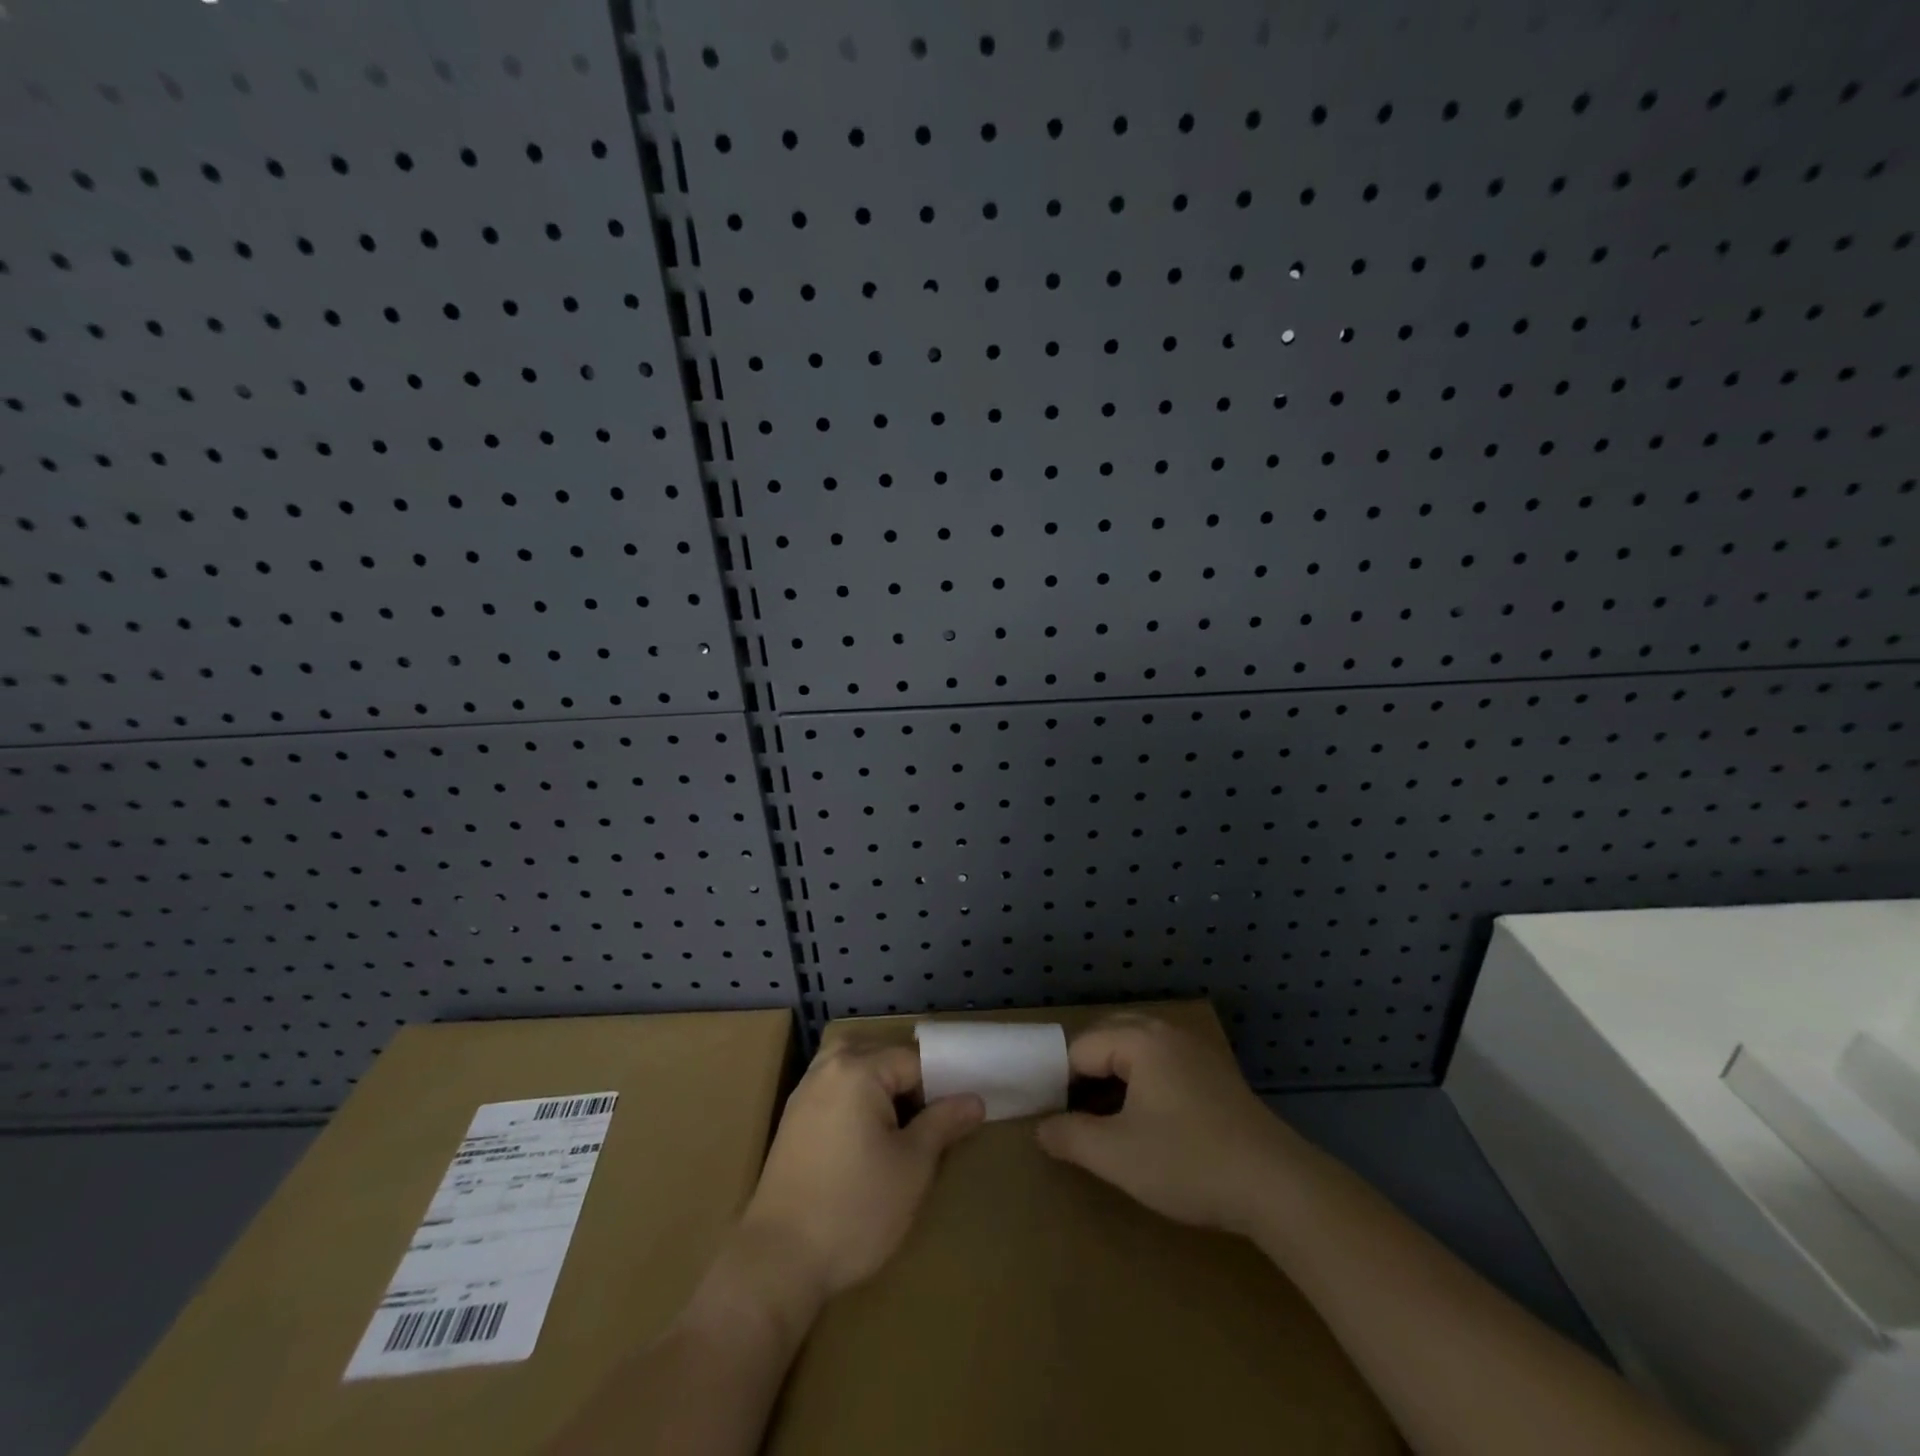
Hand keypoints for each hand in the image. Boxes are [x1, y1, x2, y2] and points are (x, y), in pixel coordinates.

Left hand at [735, 1044, 983, 1314]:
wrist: (778, 1261)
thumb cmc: (855, 1209)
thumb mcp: (912, 1167)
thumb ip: (943, 1123)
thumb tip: (975, 1099)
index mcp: (858, 1068)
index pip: (915, 1061)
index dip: (941, 1087)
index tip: (956, 1119)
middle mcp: (828, 1067)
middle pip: (882, 1055)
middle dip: (910, 1082)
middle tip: (930, 1122)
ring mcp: (805, 1091)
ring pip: (856, 1069)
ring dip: (881, 1088)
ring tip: (901, 1128)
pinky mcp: (794, 1118)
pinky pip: (835, 1088)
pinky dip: (857, 1099)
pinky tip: (868, 1138)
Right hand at [1036, 1015, 1296, 1235]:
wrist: (1278, 1186)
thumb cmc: (1189, 1163)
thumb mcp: (1118, 1156)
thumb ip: (1070, 1137)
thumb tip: (1041, 1128)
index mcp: (1140, 1040)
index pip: (1080, 1048)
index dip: (1060, 1082)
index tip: (1055, 1119)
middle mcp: (1166, 1032)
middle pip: (1108, 1036)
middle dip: (1085, 1070)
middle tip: (1073, 1113)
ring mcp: (1196, 1049)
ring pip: (1137, 1047)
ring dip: (1114, 1074)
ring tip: (1103, 1116)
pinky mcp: (1215, 1072)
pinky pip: (1163, 1060)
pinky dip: (1142, 1079)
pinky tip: (1146, 1117)